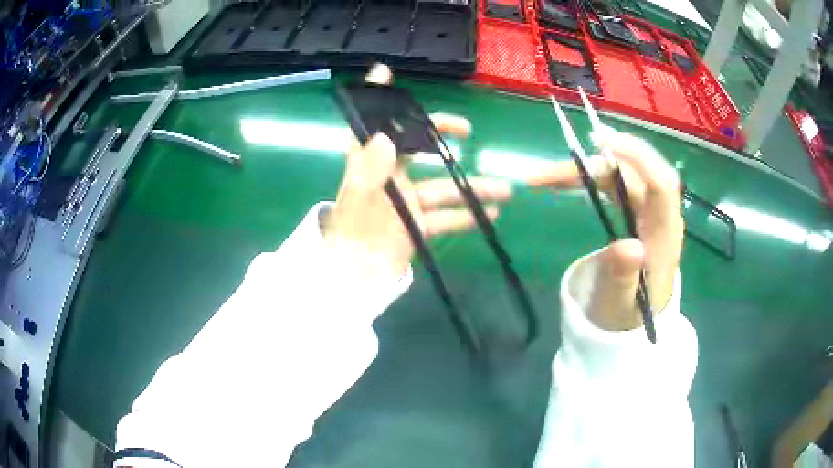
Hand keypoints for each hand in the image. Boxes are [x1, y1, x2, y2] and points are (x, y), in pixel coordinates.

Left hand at [322, 65, 512, 277]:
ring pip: (442, 188)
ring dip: (472, 188)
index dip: (375, 100)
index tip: (383, 73)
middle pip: (417, 147)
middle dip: (440, 135)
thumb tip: (387, 136)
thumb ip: (372, 169)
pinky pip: (446, 218)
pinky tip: (491, 214)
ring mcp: (407, 202)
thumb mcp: (359, 200)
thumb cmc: (352, 235)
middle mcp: (389, 177)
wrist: (355, 277)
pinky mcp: (418, 226)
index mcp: (369, 165)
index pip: (370, 125)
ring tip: (504, 188)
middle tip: (465, 129)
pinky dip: (467, 217)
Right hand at [527, 128, 682, 330]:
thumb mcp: (621, 305)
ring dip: (584, 171)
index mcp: (665, 236)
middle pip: (634, 172)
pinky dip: (589, 178)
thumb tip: (629, 246)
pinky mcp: (637, 210)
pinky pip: (615, 183)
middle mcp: (661, 215)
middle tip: (548, 173)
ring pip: (621, 174)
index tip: (600, 142)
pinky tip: (566, 180)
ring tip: (545, 179)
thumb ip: (624, 278)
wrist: (633, 323)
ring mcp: (649, 210)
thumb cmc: (627, 316)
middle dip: (593, 164)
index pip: (661, 183)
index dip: (635, 156)